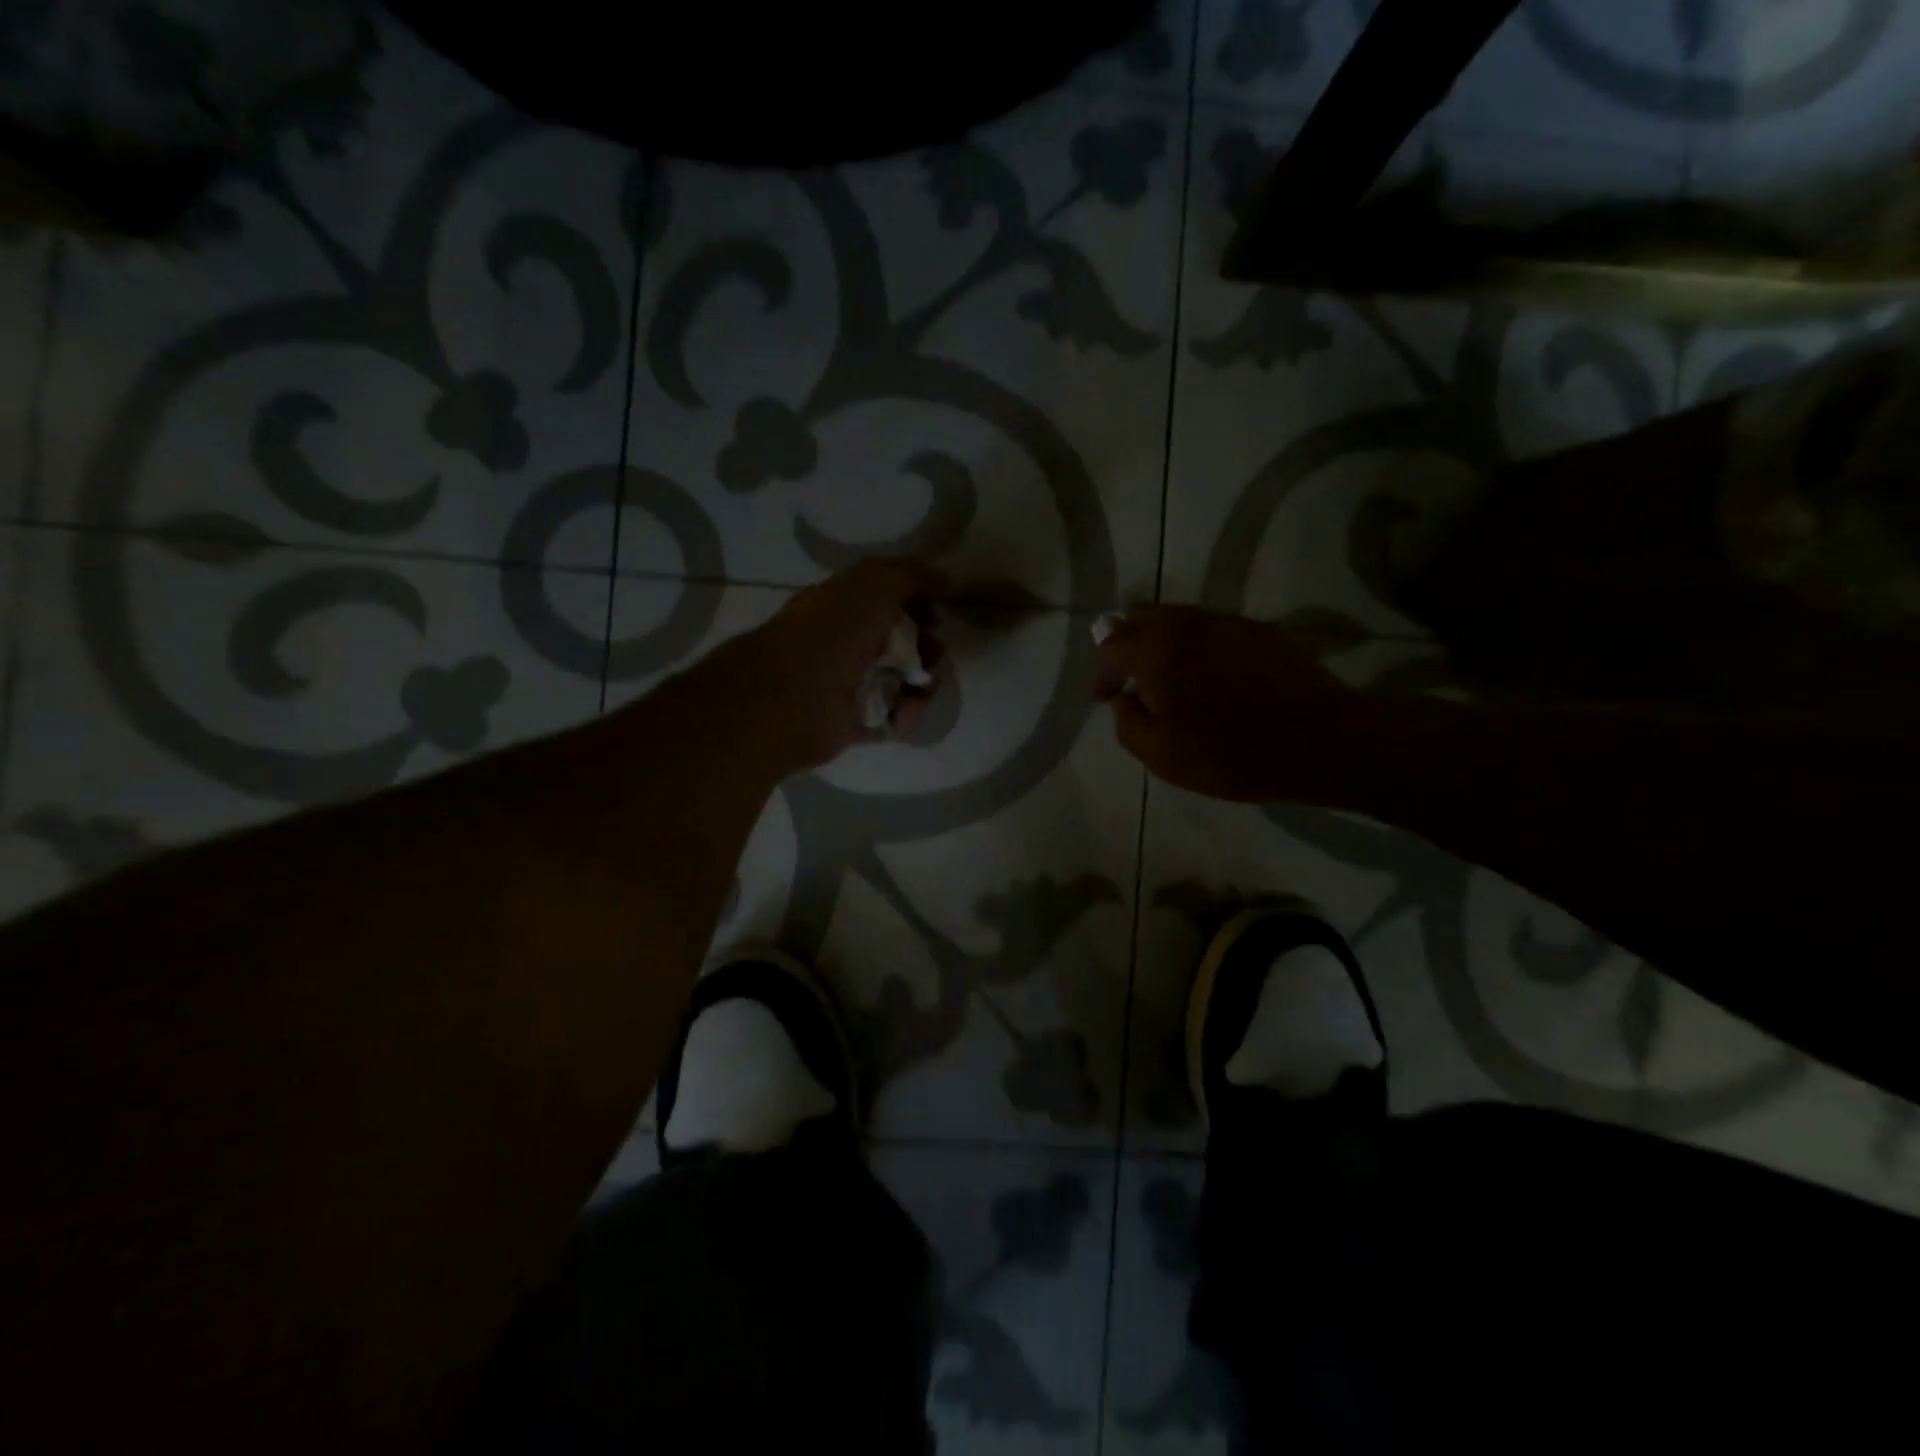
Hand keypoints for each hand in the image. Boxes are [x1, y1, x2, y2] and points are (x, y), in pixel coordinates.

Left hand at [730, 558, 947, 772]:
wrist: (794, 696)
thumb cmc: (833, 632)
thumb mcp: (875, 584)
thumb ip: (912, 575)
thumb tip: (946, 579)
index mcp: (844, 605)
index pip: (890, 600)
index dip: (919, 605)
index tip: (938, 615)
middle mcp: (846, 642)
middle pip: (902, 643)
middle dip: (928, 648)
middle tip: (934, 655)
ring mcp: (849, 684)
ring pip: (902, 682)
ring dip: (923, 685)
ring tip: (923, 690)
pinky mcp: (853, 722)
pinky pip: (892, 718)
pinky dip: (906, 715)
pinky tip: (906, 713)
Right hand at [1094, 606, 1363, 804]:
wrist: (1322, 740)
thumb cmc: (1231, 753)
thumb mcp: (1161, 756)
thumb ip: (1127, 722)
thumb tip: (1124, 700)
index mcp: (1155, 651)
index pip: (1109, 644)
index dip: (1102, 672)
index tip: (1106, 698)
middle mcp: (1186, 623)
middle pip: (1140, 616)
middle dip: (1127, 645)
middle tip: (1132, 681)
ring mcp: (1226, 621)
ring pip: (1177, 618)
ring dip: (1162, 643)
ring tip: (1171, 680)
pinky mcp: (1258, 630)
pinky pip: (1210, 628)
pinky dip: (1196, 646)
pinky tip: (1210, 678)